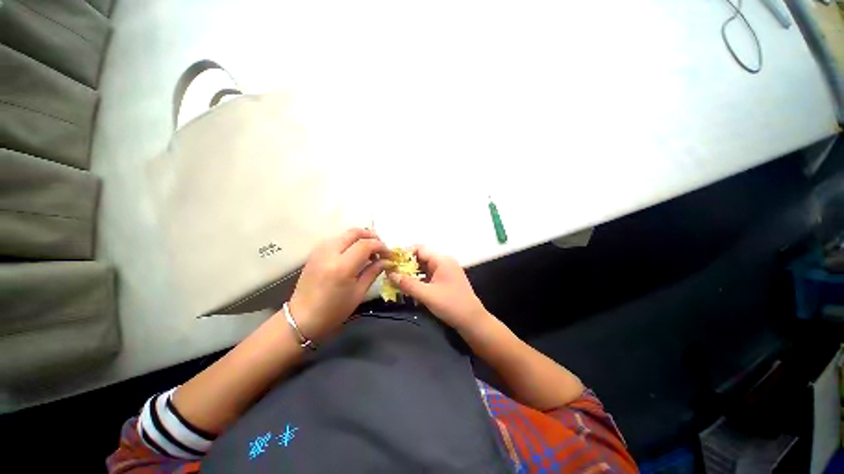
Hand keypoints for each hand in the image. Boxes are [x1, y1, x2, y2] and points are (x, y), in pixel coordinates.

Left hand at [287, 228, 386, 341]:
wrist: (302, 318)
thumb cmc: (334, 310)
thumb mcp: (358, 293)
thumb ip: (373, 272)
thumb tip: (388, 261)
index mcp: (342, 266)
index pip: (366, 244)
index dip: (381, 246)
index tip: (389, 254)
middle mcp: (330, 252)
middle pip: (355, 232)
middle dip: (372, 236)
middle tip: (381, 248)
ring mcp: (320, 250)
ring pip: (345, 233)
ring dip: (361, 237)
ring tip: (370, 250)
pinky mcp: (315, 252)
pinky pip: (337, 239)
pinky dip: (350, 241)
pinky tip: (355, 252)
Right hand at [387, 246, 489, 330]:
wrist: (472, 321)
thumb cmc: (451, 305)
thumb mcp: (427, 295)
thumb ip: (407, 284)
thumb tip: (390, 274)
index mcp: (441, 260)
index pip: (419, 249)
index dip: (404, 253)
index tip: (391, 262)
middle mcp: (444, 261)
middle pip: (421, 257)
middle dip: (406, 264)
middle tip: (391, 272)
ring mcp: (445, 270)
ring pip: (424, 266)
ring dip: (411, 272)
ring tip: (397, 280)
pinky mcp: (445, 279)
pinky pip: (428, 274)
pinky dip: (419, 279)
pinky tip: (410, 287)